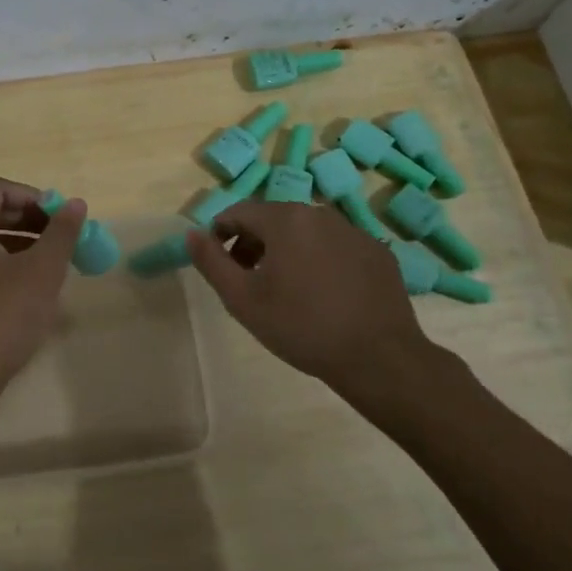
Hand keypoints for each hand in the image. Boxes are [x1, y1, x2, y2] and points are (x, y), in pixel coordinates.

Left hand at [0, 177, 86, 401]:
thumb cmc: (3, 316)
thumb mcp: (42, 271)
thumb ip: (61, 232)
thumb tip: (76, 203)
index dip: (33, 196)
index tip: (60, 216)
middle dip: (30, 219)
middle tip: (61, 236)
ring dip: (21, 241)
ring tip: (53, 260)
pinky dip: (6, 261)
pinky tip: (31, 284)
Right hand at [187, 200, 461, 425]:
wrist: (379, 358)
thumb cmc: (301, 327)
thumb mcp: (242, 299)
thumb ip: (211, 262)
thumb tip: (192, 233)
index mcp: (285, 219)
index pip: (239, 212)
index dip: (221, 234)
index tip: (219, 264)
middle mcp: (320, 213)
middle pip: (273, 219)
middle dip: (253, 243)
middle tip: (247, 280)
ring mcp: (354, 231)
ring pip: (306, 232)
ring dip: (287, 251)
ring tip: (285, 290)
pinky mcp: (377, 252)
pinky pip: (336, 247)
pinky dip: (320, 260)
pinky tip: (324, 295)